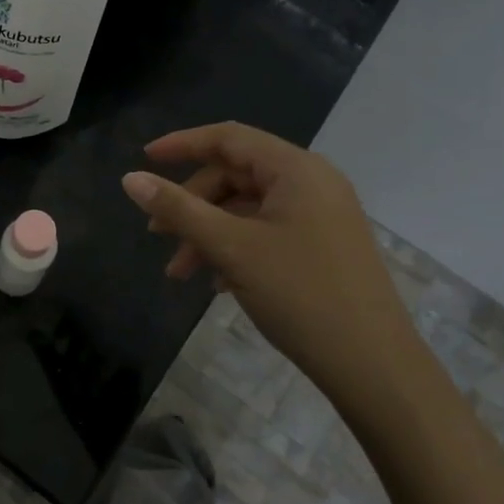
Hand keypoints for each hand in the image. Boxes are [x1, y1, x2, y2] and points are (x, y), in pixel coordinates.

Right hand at [122, 123, 432, 411]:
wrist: (373, 365)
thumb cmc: (300, 294)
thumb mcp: (230, 248)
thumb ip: (178, 209)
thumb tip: (130, 179)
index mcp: (296, 169)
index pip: (228, 138)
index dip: (182, 144)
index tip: (143, 159)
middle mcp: (312, 182)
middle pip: (236, 175)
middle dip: (192, 204)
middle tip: (157, 235)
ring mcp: (321, 215)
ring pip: (248, 209)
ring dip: (209, 233)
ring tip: (180, 273)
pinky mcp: (323, 246)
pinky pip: (267, 231)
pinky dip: (235, 247)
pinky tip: (217, 283)